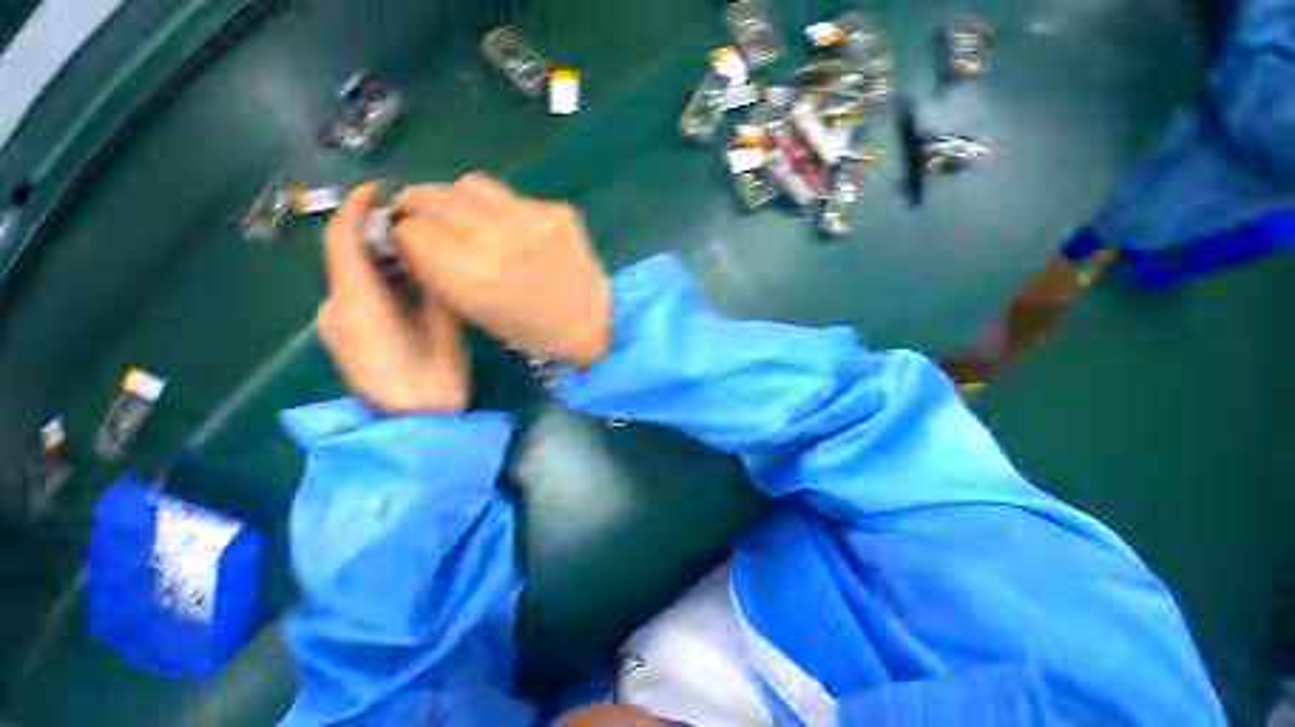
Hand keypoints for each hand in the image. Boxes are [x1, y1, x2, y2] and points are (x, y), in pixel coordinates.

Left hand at [318, 182, 468, 414]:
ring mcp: (335, 322)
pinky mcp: (343, 334)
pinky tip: (408, 285)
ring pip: (352, 274)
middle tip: (417, 226)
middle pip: (346, 255)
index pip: (343, 240)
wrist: (414, 423)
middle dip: (375, 232)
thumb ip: (431, 288)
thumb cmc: (434, 379)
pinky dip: (378, 278)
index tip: (383, 187)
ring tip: (419, 254)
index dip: (358, 207)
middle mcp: (335, 307)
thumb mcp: (443, 327)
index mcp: (358, 304)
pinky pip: (356, 292)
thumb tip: (426, 255)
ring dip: (380, 256)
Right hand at [393, 173, 611, 368]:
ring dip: (460, 198)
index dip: (405, 232)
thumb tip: (409, 233)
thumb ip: (436, 270)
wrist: (589, 322)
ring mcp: (531, 218)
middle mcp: (497, 237)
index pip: (410, 228)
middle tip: (428, 216)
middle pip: (432, 194)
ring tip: (470, 218)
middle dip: (420, 204)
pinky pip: (512, 196)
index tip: (411, 237)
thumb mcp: (474, 311)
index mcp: (471, 273)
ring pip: (470, 183)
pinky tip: (515, 230)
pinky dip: (502, 208)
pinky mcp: (557, 210)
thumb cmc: (531, 329)